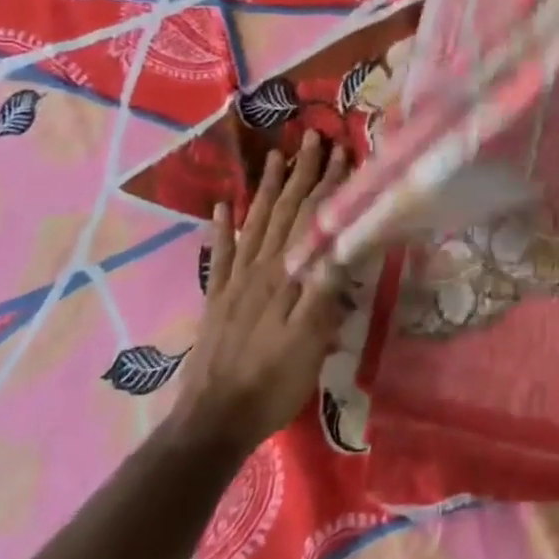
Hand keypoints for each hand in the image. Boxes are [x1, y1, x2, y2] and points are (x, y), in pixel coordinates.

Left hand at [167, 132, 350, 459]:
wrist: (215, 421)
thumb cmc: (273, 381)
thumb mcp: (311, 339)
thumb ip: (324, 288)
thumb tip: (343, 240)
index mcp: (286, 274)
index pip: (312, 217)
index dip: (328, 184)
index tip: (342, 151)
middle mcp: (260, 267)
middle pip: (284, 210)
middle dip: (301, 172)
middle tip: (313, 138)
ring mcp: (235, 281)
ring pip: (255, 222)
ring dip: (267, 187)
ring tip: (274, 156)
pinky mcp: (217, 298)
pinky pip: (220, 254)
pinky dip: (221, 228)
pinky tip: (220, 207)